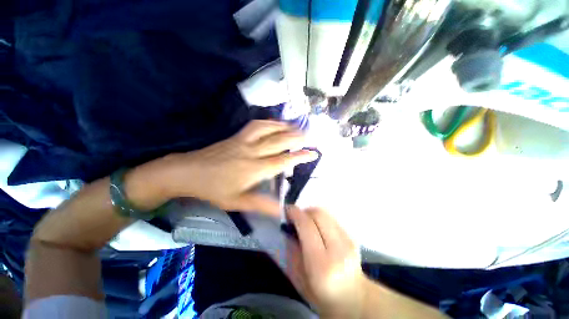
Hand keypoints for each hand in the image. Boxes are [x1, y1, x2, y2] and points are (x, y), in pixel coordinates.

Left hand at [153, 120, 316, 215]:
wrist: (188, 172)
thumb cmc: (214, 190)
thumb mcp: (237, 202)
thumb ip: (261, 205)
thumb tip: (282, 210)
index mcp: (253, 169)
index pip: (282, 161)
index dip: (299, 156)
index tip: (313, 153)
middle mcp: (252, 152)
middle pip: (279, 141)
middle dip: (297, 138)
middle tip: (310, 136)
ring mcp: (244, 141)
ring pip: (268, 130)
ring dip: (284, 127)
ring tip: (297, 127)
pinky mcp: (237, 135)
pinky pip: (256, 125)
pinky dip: (269, 122)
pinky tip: (276, 123)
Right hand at [285, 206, 367, 317]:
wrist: (353, 298)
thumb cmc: (321, 294)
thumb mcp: (298, 278)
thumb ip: (292, 249)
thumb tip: (290, 226)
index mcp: (321, 264)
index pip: (307, 226)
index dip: (295, 213)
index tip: (287, 210)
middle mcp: (338, 248)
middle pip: (318, 214)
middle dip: (304, 211)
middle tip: (296, 217)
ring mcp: (348, 241)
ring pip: (326, 213)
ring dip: (312, 213)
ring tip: (306, 222)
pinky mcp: (352, 236)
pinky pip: (331, 218)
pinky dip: (321, 218)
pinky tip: (317, 228)